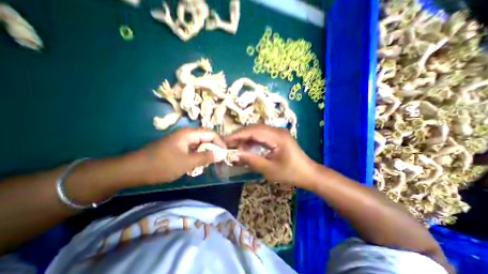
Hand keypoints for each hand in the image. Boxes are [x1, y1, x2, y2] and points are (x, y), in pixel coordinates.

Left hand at [133, 127, 225, 183]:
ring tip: (210, 163)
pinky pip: (192, 150)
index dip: (220, 142)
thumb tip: (221, 154)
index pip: (211, 134)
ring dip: (205, 153)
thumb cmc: (162, 164)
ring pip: (199, 145)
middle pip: (206, 139)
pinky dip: (197, 157)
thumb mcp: (187, 162)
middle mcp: (186, 135)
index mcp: (189, 134)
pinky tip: (197, 165)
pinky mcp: (177, 148)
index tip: (226, 153)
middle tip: (219, 160)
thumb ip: (205, 157)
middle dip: (214, 148)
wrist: (133, 170)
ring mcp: (181, 142)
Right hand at [225, 123, 318, 188]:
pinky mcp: (277, 137)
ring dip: (246, 139)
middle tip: (229, 145)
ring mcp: (278, 133)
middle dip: (240, 136)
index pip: (253, 131)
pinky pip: (262, 136)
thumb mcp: (268, 169)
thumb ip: (250, 160)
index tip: (225, 141)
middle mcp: (277, 130)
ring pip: (257, 132)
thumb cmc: (290, 173)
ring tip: (236, 147)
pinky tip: (247, 148)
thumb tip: (234, 155)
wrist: (308, 173)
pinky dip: (253, 141)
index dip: (237, 135)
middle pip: (254, 129)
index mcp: (276, 136)